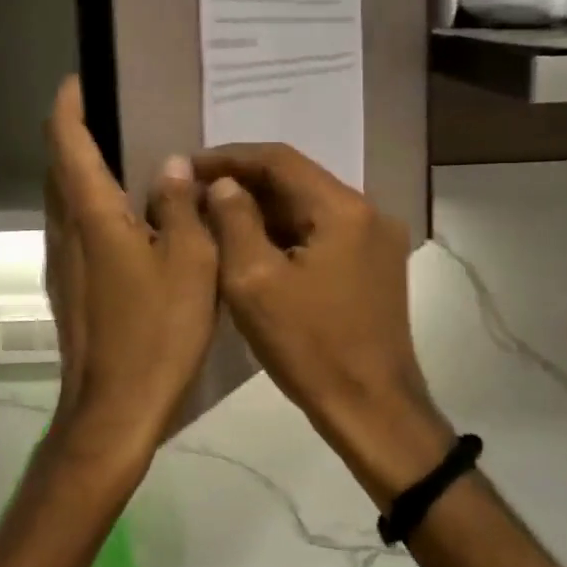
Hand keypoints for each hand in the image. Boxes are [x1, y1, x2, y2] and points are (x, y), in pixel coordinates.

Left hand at [42, 78, 218, 471]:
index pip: (67, 144)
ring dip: (84, 173)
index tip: (76, 81)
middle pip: (59, 170)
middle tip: (112, 116)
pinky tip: (130, 222)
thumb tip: (172, 166)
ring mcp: (62, 265)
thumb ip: (181, 208)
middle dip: (74, 135)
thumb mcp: (190, 264)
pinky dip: (94, 209)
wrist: (113, 410)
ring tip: (125, 161)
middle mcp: (66, 233)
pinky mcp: (70, 291)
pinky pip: (77, 231)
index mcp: (91, 217)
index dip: (68, 107)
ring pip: (65, 202)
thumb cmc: (155, 333)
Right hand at [193, 144, 450, 499]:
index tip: (189, 166)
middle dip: (245, 183)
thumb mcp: (254, 281)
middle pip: (297, 181)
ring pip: (309, 208)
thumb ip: (234, 221)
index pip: (279, 160)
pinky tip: (254, 246)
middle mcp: (368, 213)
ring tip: (216, 218)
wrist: (372, 409)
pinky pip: (323, 233)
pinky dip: (286, 234)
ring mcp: (376, 241)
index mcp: (343, 209)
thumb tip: (225, 185)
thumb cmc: (309, 347)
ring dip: (264, 210)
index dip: (229, 157)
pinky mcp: (375, 266)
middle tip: (197, 193)